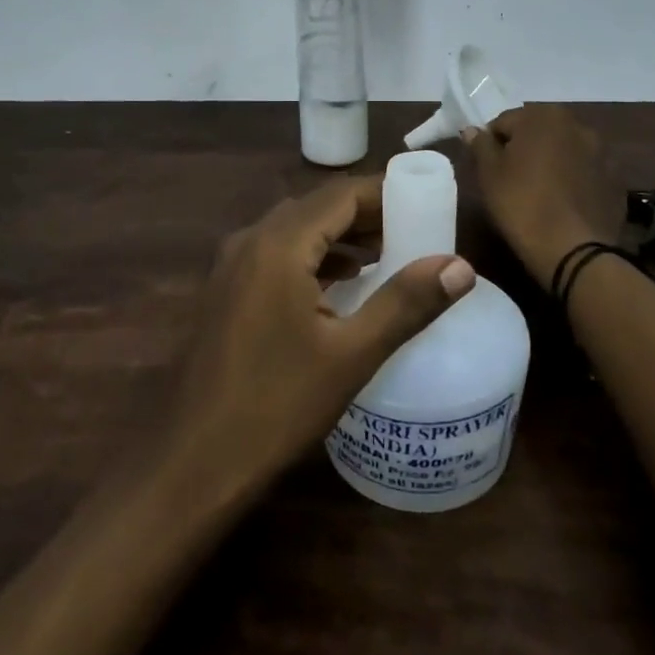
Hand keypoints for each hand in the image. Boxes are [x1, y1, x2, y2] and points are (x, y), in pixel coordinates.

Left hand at [161, 178, 477, 493]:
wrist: (192, 461)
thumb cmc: (276, 405)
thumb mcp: (351, 355)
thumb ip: (406, 304)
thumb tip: (461, 266)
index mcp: (278, 244)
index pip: (340, 194)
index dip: (385, 193)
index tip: (426, 204)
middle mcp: (249, 240)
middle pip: (315, 207)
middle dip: (365, 214)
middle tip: (414, 231)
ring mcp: (230, 266)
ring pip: (293, 230)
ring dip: (338, 236)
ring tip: (386, 255)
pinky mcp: (224, 291)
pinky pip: (275, 254)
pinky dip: (311, 257)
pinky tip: (339, 285)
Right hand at [464, 105, 626, 290]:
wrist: (572, 250)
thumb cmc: (521, 203)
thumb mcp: (488, 174)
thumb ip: (480, 145)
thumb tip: (472, 130)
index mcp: (543, 116)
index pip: (505, 121)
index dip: (491, 144)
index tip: (487, 168)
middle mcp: (577, 125)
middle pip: (538, 131)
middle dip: (524, 148)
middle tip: (511, 179)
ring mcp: (601, 151)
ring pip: (564, 150)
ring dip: (551, 161)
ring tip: (539, 191)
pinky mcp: (615, 179)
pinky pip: (585, 171)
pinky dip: (573, 179)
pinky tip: (562, 203)